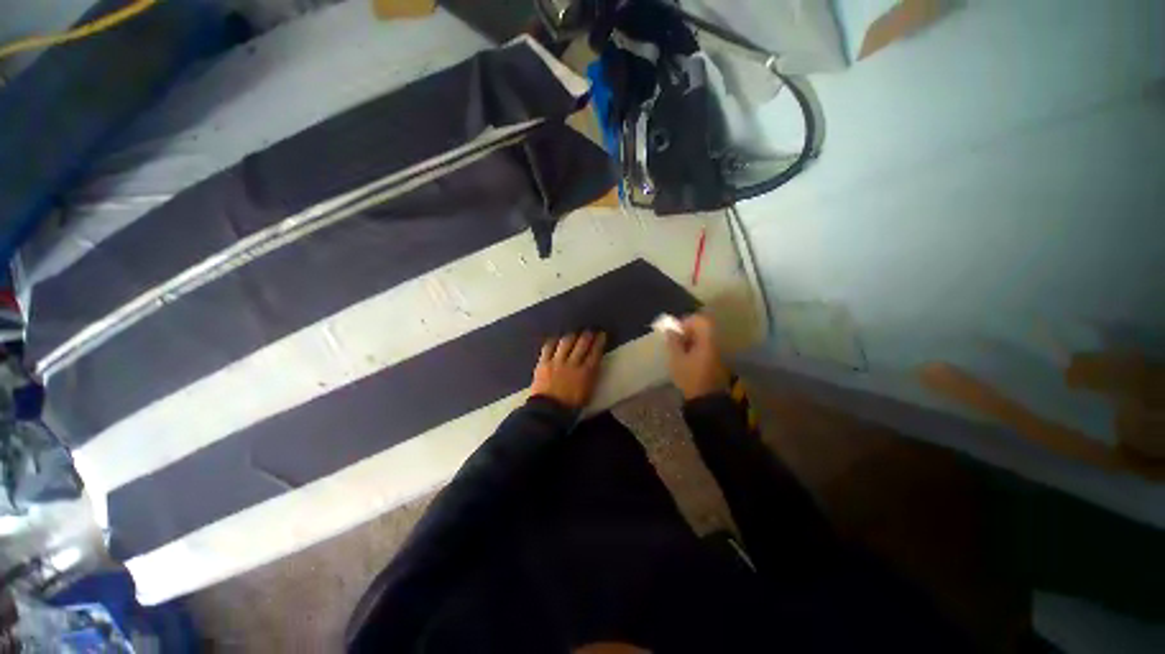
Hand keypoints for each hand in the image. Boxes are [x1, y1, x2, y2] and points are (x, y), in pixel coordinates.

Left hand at [530, 331, 607, 408]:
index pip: (595, 352)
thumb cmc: (571, 406)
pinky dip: (553, 341)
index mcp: (586, 372)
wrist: (548, 411)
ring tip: (574, 334)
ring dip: (571, 336)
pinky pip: (548, 347)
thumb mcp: (588, 392)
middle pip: (582, 344)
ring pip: (566, 342)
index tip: (602, 334)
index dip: (600, 341)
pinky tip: (556, 338)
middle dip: (587, 335)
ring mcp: (557, 361)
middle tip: (590, 330)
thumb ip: (591, 377)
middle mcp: (573, 363)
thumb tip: (593, 365)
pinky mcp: (544, 362)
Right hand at [666, 313, 729, 399]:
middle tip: (675, 340)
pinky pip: (707, 348)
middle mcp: (716, 342)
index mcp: (707, 340)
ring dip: (692, 340)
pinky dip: (697, 348)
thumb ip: (673, 342)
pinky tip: (688, 359)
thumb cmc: (690, 378)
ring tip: (680, 350)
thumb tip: (671, 330)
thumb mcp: (676, 359)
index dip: (686, 322)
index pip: (699, 320)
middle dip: (689, 331)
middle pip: (704, 328)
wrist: (707, 401)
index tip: (675, 331)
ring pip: (705, 338)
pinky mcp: (718, 361)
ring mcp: (719, 352)